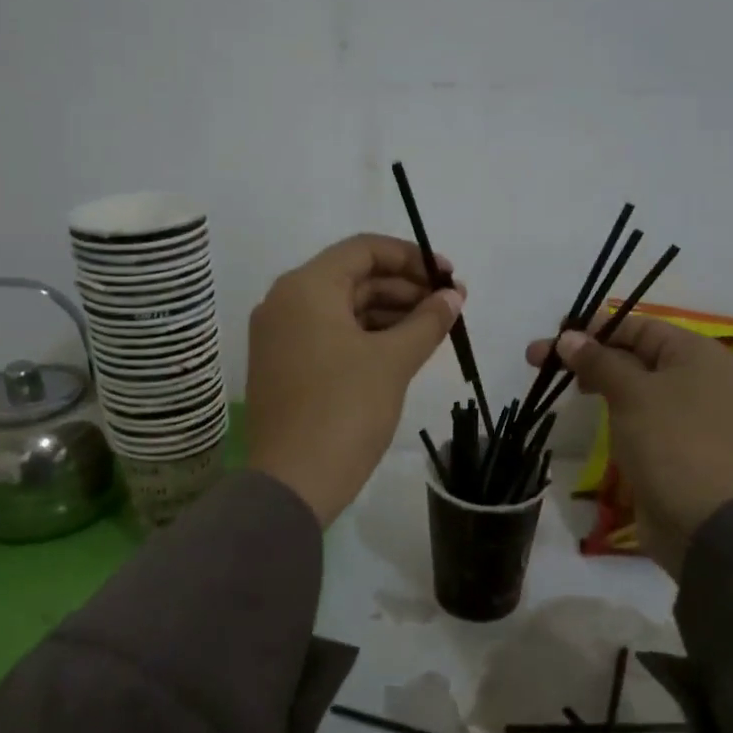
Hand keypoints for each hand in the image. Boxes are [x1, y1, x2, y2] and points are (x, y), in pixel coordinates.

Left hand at [248, 234, 464, 524]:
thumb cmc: (345, 410)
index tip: (448, 276)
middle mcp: (285, 301)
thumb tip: (453, 296)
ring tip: (433, 329)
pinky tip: (401, 350)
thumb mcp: (393, 361)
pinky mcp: (282, 365)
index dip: (411, 257)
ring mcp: (279, 335)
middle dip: (404, 288)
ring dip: (388, 313)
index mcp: (306, 287)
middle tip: (449, 306)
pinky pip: (329, 334)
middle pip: (353, 277)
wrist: (293, 482)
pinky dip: (365, 336)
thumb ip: (427, 321)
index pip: (364, 250)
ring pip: (342, 308)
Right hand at [526, 317, 732, 576]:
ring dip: (596, 381)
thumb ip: (598, 360)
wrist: (704, 521)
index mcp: (696, 354)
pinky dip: (611, 408)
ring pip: (633, 385)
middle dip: (587, 355)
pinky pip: (637, 413)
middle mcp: (696, 377)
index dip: (594, 328)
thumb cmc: (670, 442)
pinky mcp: (672, 443)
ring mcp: (686, 412)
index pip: (638, 326)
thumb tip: (568, 337)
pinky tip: (585, 411)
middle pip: (633, 354)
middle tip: (538, 362)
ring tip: (557, 386)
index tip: (553, 334)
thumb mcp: (631, 393)